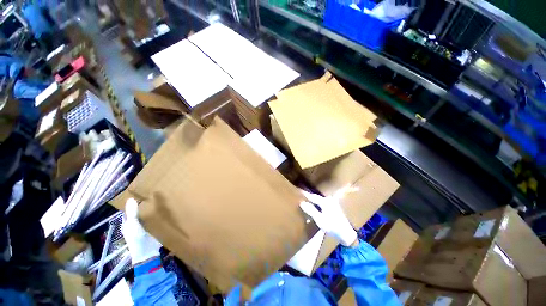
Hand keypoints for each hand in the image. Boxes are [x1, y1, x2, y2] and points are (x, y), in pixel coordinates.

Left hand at [122, 198, 161, 264]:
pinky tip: (164, 210)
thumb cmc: (137, 238)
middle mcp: (135, 224)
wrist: (147, 251)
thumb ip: (132, 212)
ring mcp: (144, 227)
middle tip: (152, 195)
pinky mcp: (153, 229)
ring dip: (152, 210)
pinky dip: (157, 215)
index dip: (133, 203)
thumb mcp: (133, 224)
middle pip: (139, 212)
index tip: (140, 194)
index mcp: (127, 223)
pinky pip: (154, 220)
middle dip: (144, 205)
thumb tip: (131, 198)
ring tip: (160, 200)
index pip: (129, 211)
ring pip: (147, 216)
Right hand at [299, 187, 357, 246]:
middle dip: (309, 196)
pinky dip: (318, 202)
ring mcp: (333, 202)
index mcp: (325, 201)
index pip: (313, 196)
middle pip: (316, 197)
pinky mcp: (334, 206)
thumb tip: (302, 202)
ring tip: (307, 198)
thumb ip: (311, 210)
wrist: (346, 234)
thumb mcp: (320, 219)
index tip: (298, 190)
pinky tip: (316, 203)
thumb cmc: (332, 226)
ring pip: (320, 199)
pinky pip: (323, 202)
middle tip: (301, 194)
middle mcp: (329, 199)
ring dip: (314, 199)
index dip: (305, 194)